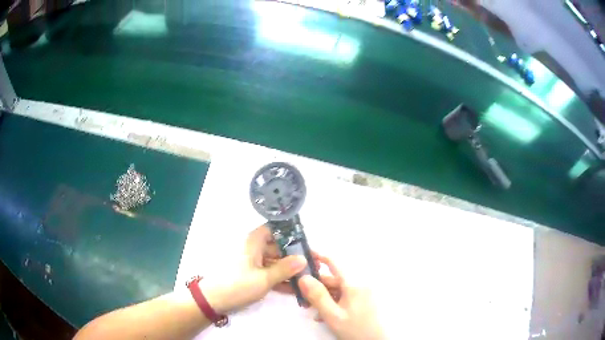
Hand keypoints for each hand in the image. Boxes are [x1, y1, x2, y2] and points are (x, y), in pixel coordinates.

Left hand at [200, 224, 325, 313]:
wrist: (212, 300)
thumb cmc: (237, 284)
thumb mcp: (263, 278)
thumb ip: (285, 269)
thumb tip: (304, 259)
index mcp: (254, 242)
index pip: (275, 229)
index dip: (291, 234)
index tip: (307, 244)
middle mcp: (254, 249)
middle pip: (278, 248)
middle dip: (295, 256)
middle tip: (314, 265)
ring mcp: (253, 263)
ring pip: (275, 262)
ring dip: (290, 270)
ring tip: (310, 277)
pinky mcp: (252, 275)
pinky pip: (270, 273)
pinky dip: (281, 279)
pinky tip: (296, 289)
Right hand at [299, 256, 385, 339]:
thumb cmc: (356, 328)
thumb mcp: (333, 315)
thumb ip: (318, 296)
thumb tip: (303, 277)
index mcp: (353, 284)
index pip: (334, 262)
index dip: (318, 257)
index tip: (304, 255)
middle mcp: (359, 284)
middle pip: (333, 279)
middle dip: (317, 287)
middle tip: (302, 297)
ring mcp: (362, 293)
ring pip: (337, 290)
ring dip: (324, 298)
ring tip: (313, 311)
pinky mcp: (363, 301)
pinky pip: (345, 297)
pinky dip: (333, 303)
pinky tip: (325, 315)